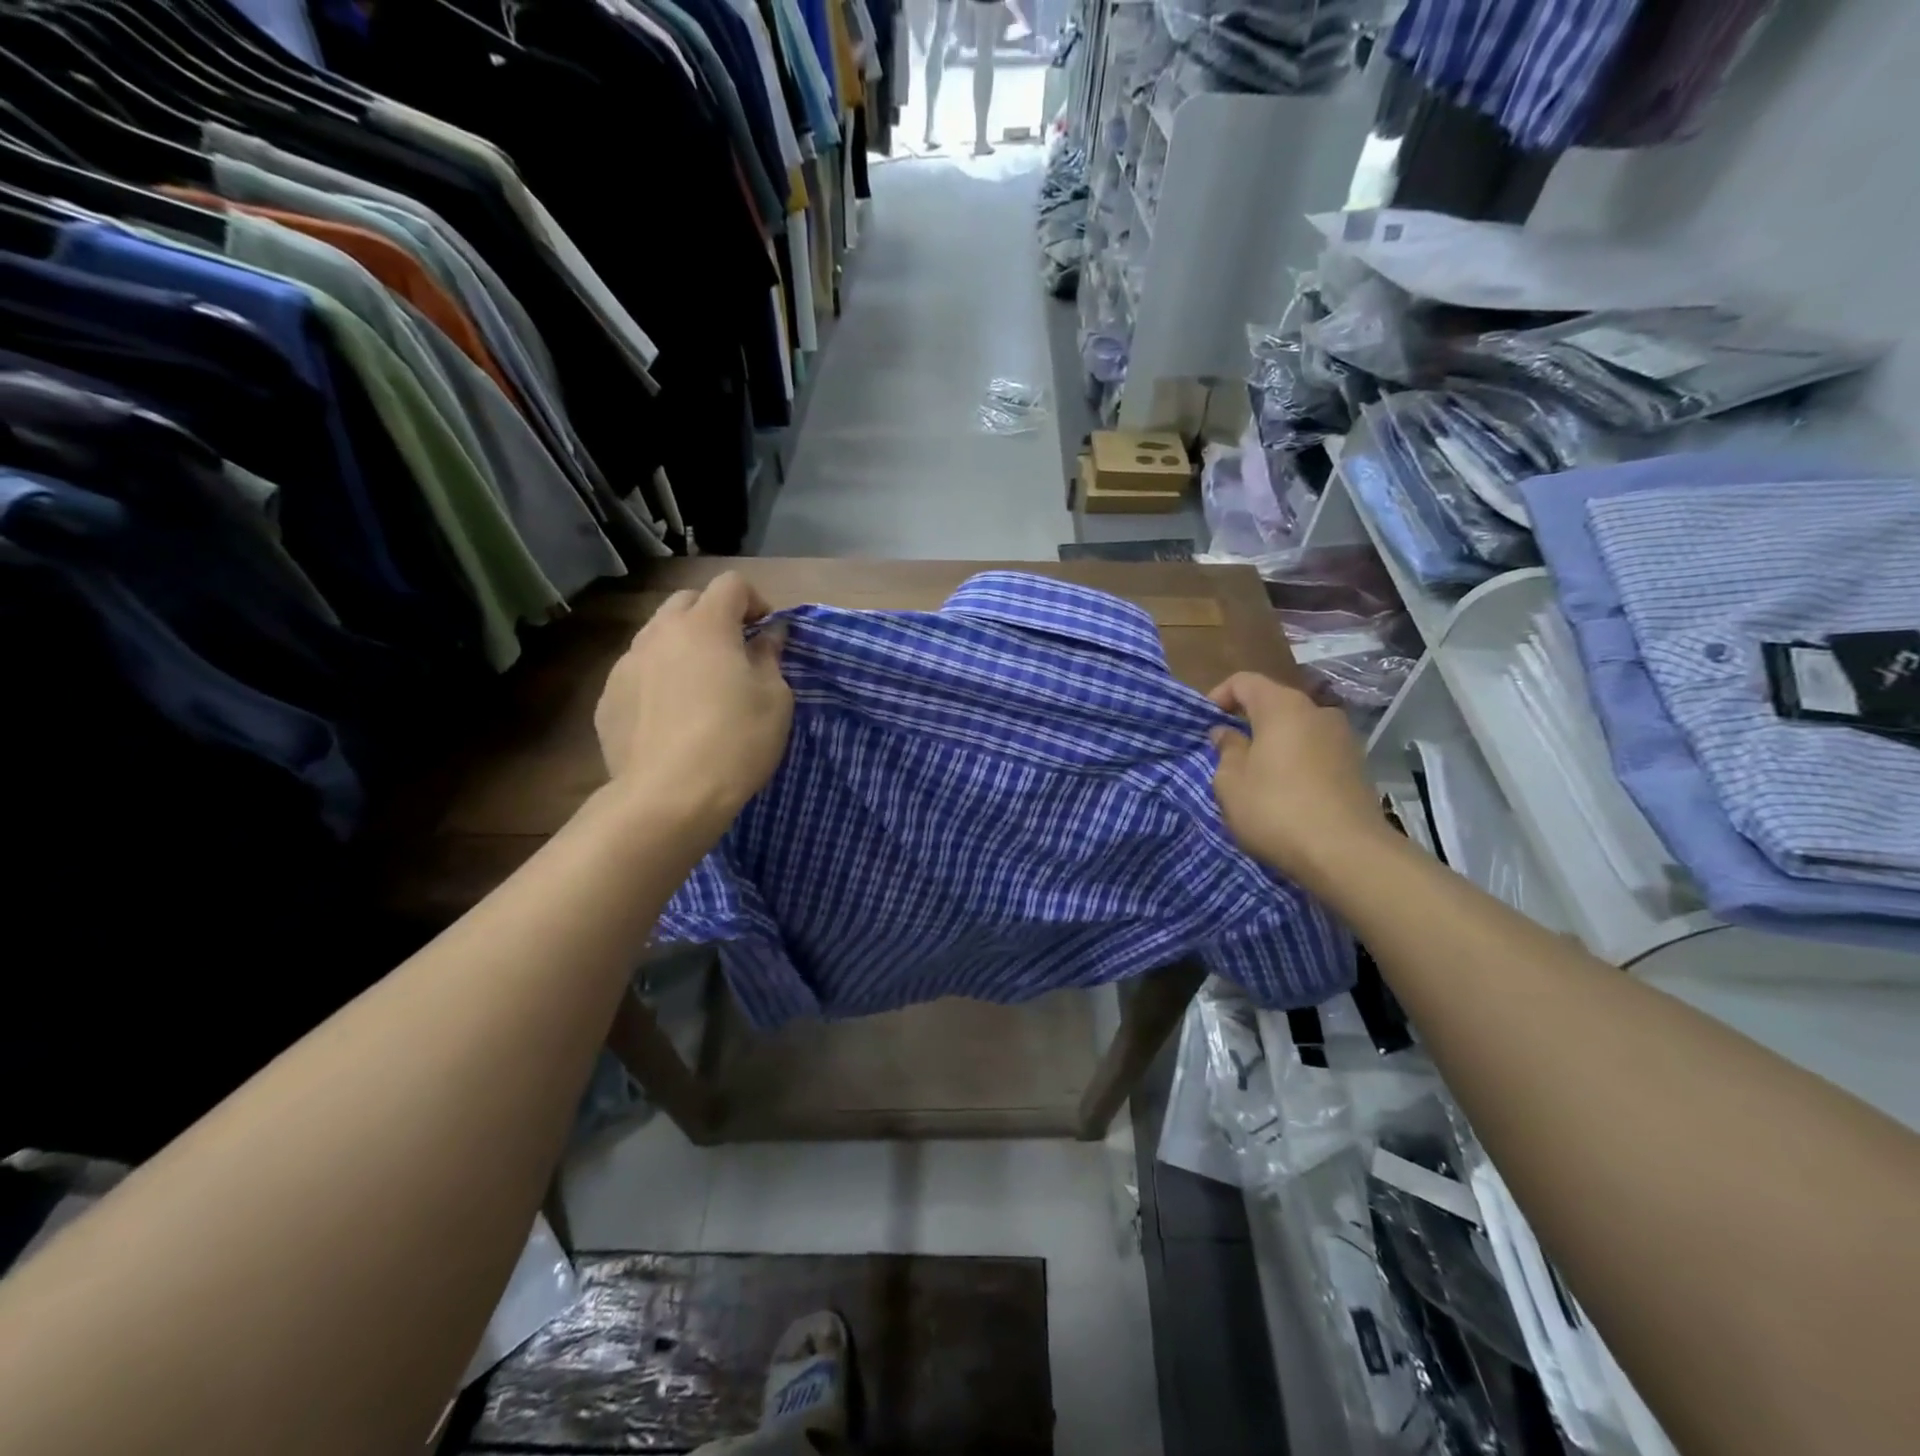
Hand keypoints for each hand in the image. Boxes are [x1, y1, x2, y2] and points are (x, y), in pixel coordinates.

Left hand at [594, 572, 792, 835]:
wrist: (668, 797)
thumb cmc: (736, 741)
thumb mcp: (775, 699)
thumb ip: (770, 656)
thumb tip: (770, 633)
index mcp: (705, 625)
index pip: (731, 584)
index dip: (755, 600)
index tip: (767, 631)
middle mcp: (659, 633)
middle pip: (687, 601)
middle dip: (714, 616)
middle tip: (734, 652)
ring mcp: (626, 665)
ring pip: (657, 636)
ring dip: (682, 646)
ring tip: (699, 685)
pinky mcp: (607, 700)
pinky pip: (638, 673)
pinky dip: (658, 679)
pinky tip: (671, 717)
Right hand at [1208, 672, 1390, 891]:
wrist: (1347, 853)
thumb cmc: (1276, 809)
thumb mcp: (1231, 782)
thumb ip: (1226, 750)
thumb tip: (1227, 733)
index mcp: (1282, 706)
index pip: (1244, 681)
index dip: (1219, 696)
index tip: (1205, 725)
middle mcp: (1317, 712)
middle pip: (1274, 704)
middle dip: (1248, 723)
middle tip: (1227, 753)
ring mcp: (1343, 738)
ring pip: (1297, 730)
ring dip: (1274, 744)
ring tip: (1257, 777)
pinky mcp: (1358, 766)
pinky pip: (1316, 752)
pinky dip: (1297, 762)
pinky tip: (1287, 794)